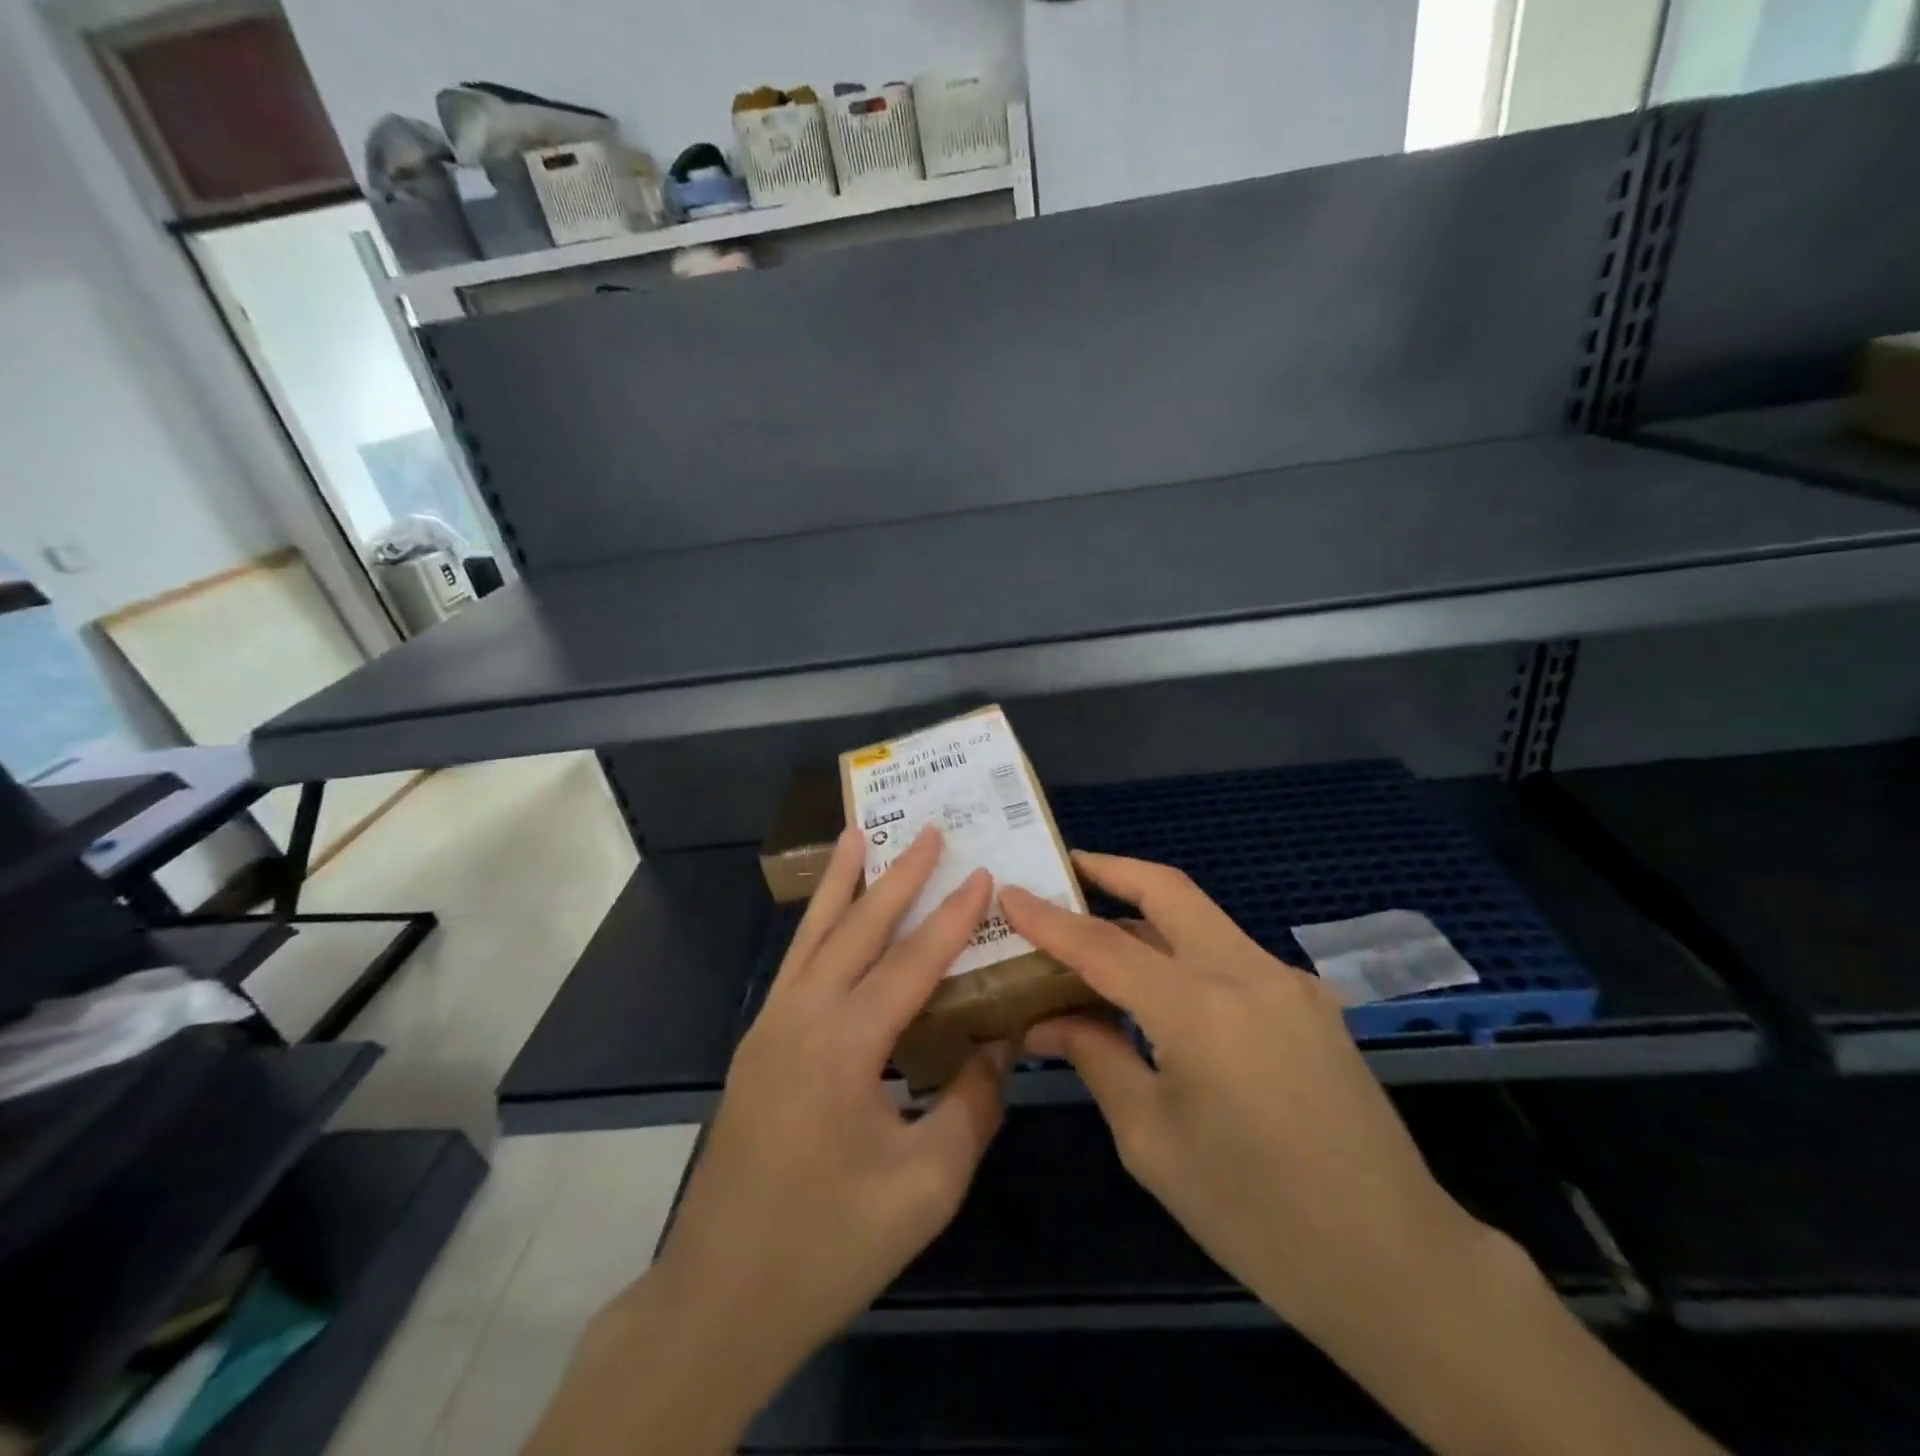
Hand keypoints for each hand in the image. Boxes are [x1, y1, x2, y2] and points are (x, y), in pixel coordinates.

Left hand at [645, 824, 1008, 1395]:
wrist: (721, 1298)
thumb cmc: (831, 1245)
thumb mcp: (926, 1184)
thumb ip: (972, 1104)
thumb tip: (1000, 1042)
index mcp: (844, 1047)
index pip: (912, 962)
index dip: (953, 916)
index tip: (982, 871)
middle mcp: (802, 1018)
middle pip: (857, 929)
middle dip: (897, 876)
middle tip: (927, 831)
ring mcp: (770, 1028)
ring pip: (813, 936)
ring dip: (842, 885)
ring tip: (858, 836)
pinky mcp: (757, 1045)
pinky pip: (795, 966)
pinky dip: (818, 927)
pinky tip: (831, 919)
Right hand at [1002, 853, 1490, 1347]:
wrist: (1394, 1261)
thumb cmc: (1255, 1214)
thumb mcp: (1151, 1140)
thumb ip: (1097, 1057)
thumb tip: (1047, 1018)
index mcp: (1202, 1009)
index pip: (1104, 945)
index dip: (1050, 919)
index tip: (1009, 892)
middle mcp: (1248, 973)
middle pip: (1169, 891)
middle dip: (1112, 870)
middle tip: (1065, 867)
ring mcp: (1288, 981)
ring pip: (1201, 921)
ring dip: (1145, 915)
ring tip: (1096, 933)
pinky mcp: (1309, 1001)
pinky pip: (1229, 956)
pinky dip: (1182, 953)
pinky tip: (1158, 987)